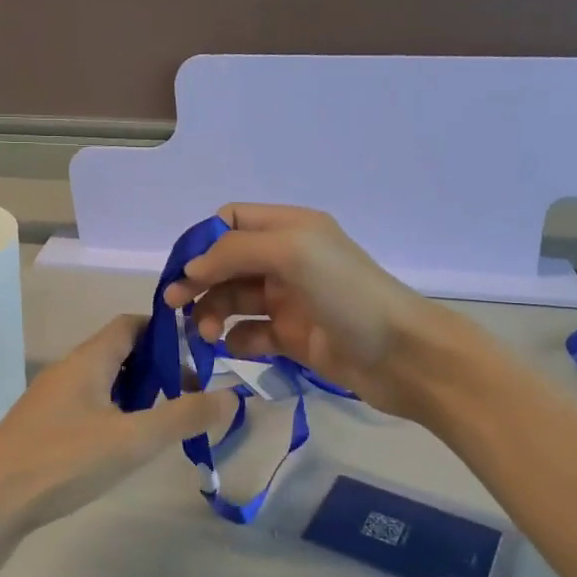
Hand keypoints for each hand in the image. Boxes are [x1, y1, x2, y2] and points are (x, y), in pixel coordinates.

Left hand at [0, 315, 237, 539]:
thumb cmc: (63, 461)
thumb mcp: (133, 439)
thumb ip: (184, 416)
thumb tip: (234, 396)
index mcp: (88, 359)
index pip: (131, 324)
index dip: (166, 332)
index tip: (198, 356)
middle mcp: (67, 370)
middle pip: (119, 352)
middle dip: (157, 367)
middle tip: (188, 397)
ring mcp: (51, 399)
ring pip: (103, 381)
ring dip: (136, 393)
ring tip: (163, 422)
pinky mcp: (42, 426)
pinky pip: (88, 404)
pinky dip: (114, 412)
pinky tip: (123, 444)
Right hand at [163, 204, 464, 420]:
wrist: (402, 355)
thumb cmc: (348, 294)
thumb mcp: (291, 252)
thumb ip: (234, 252)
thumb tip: (191, 270)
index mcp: (290, 229)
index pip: (232, 221)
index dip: (203, 241)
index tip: (185, 270)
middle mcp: (288, 260)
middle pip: (227, 263)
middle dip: (199, 281)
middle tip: (174, 305)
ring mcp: (290, 300)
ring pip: (234, 300)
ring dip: (213, 312)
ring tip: (206, 333)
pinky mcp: (294, 337)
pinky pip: (251, 334)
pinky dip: (235, 339)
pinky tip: (232, 348)